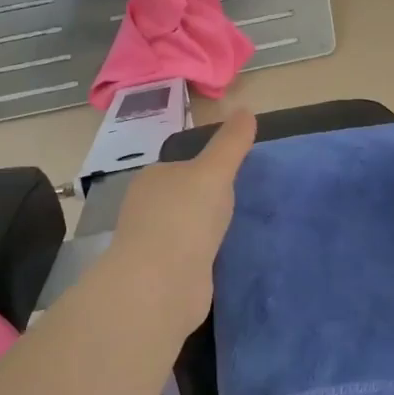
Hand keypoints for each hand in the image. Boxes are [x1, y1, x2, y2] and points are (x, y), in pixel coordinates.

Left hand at [110, 110, 256, 326]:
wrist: (162, 284)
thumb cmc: (185, 218)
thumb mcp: (214, 172)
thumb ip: (231, 144)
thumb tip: (246, 110)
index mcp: (153, 179)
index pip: (182, 166)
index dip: (209, 169)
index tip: (237, 176)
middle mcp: (147, 209)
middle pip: (185, 198)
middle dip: (208, 202)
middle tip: (244, 203)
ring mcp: (154, 244)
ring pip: (188, 229)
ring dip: (207, 231)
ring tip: (239, 231)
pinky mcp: (165, 275)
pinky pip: (192, 257)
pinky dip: (206, 256)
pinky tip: (224, 258)